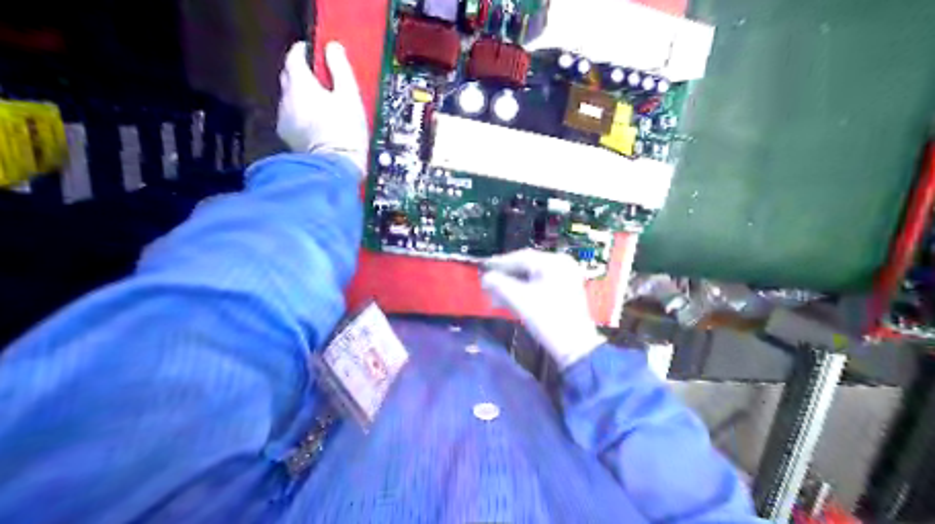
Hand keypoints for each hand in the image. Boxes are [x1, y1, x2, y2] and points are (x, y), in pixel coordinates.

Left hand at [275, 42, 369, 173]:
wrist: (335, 169)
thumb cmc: (345, 132)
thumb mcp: (350, 97)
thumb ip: (340, 69)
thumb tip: (333, 48)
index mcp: (300, 85)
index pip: (294, 57)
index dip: (303, 51)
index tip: (313, 51)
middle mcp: (286, 99)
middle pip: (289, 77)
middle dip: (302, 73)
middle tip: (320, 77)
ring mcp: (285, 119)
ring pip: (290, 98)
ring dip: (302, 96)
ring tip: (322, 103)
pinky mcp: (288, 137)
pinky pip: (292, 117)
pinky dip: (301, 113)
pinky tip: (316, 122)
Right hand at [481, 249, 605, 367]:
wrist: (575, 347)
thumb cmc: (548, 319)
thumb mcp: (520, 300)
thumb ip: (499, 284)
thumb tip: (485, 277)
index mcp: (554, 262)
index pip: (521, 257)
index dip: (499, 263)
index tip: (482, 267)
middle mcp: (561, 265)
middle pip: (527, 266)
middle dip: (505, 275)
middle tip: (487, 281)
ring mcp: (565, 278)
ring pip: (532, 276)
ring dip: (512, 284)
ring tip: (494, 293)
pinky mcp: (565, 291)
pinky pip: (539, 284)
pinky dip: (524, 290)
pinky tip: (509, 299)